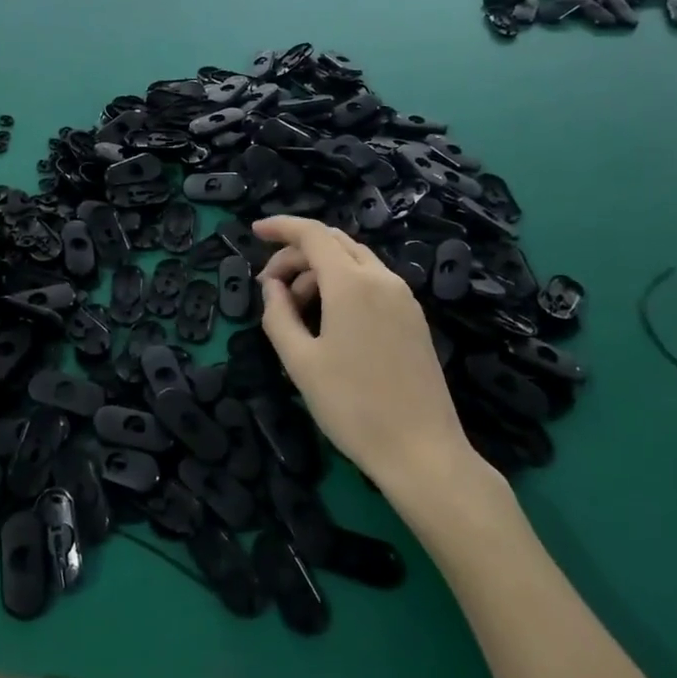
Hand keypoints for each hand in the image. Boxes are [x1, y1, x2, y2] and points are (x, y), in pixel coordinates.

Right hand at [253, 216, 493, 495]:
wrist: (422, 451)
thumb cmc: (352, 406)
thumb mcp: (300, 362)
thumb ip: (278, 315)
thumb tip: (272, 287)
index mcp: (352, 283)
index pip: (312, 234)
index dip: (281, 227)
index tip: (254, 230)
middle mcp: (382, 279)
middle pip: (333, 243)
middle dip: (296, 254)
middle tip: (269, 286)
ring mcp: (403, 298)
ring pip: (354, 261)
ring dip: (319, 271)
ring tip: (295, 309)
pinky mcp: (413, 318)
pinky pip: (372, 282)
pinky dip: (342, 285)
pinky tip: (328, 319)